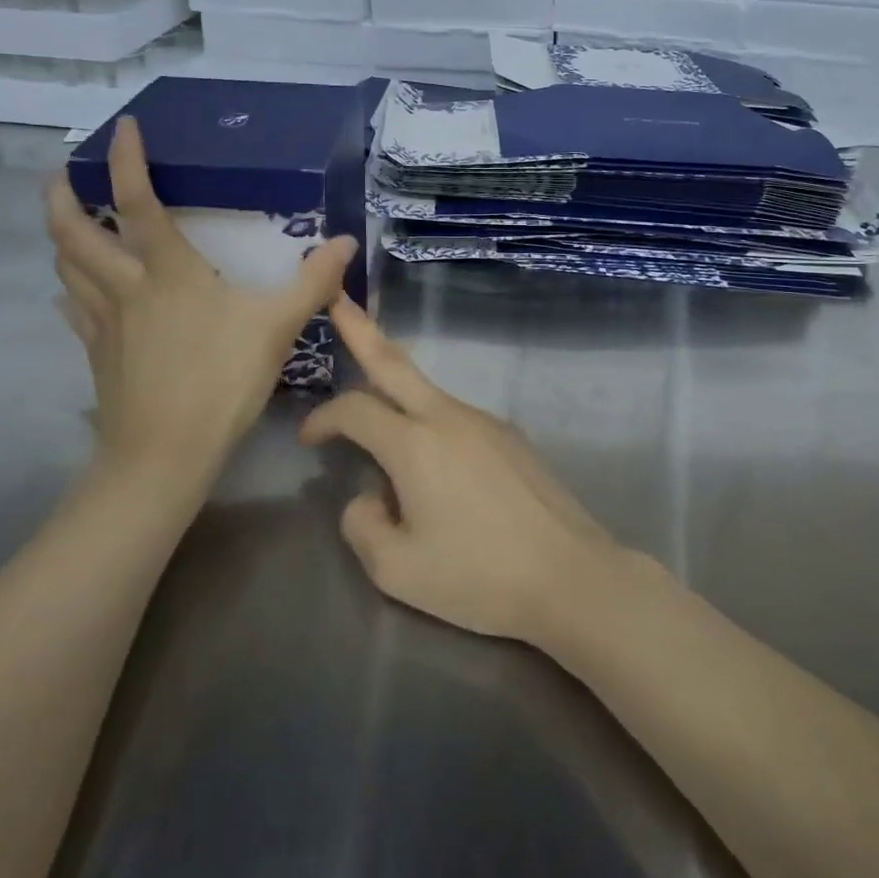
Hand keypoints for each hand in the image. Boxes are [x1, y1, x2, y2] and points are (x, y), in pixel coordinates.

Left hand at [47, 115, 356, 488]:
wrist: (164, 453)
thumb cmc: (221, 381)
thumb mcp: (276, 327)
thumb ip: (312, 282)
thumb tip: (345, 242)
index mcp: (168, 272)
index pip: (138, 202)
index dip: (126, 160)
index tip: (123, 126)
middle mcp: (126, 287)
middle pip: (75, 234)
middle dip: (62, 198)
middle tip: (62, 175)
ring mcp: (104, 323)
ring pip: (67, 269)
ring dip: (61, 239)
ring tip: (66, 223)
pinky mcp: (98, 354)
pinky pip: (74, 311)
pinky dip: (69, 291)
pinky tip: (71, 294)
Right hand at [301, 297, 619, 643]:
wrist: (570, 576)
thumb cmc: (479, 578)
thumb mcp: (397, 571)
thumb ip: (362, 526)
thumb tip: (368, 496)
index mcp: (416, 444)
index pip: (354, 410)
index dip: (323, 418)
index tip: (308, 439)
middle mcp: (449, 417)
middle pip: (395, 363)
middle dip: (361, 329)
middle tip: (338, 300)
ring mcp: (485, 421)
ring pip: (427, 394)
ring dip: (395, 396)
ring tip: (379, 429)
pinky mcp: (511, 436)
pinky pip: (456, 419)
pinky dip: (430, 427)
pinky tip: (437, 473)